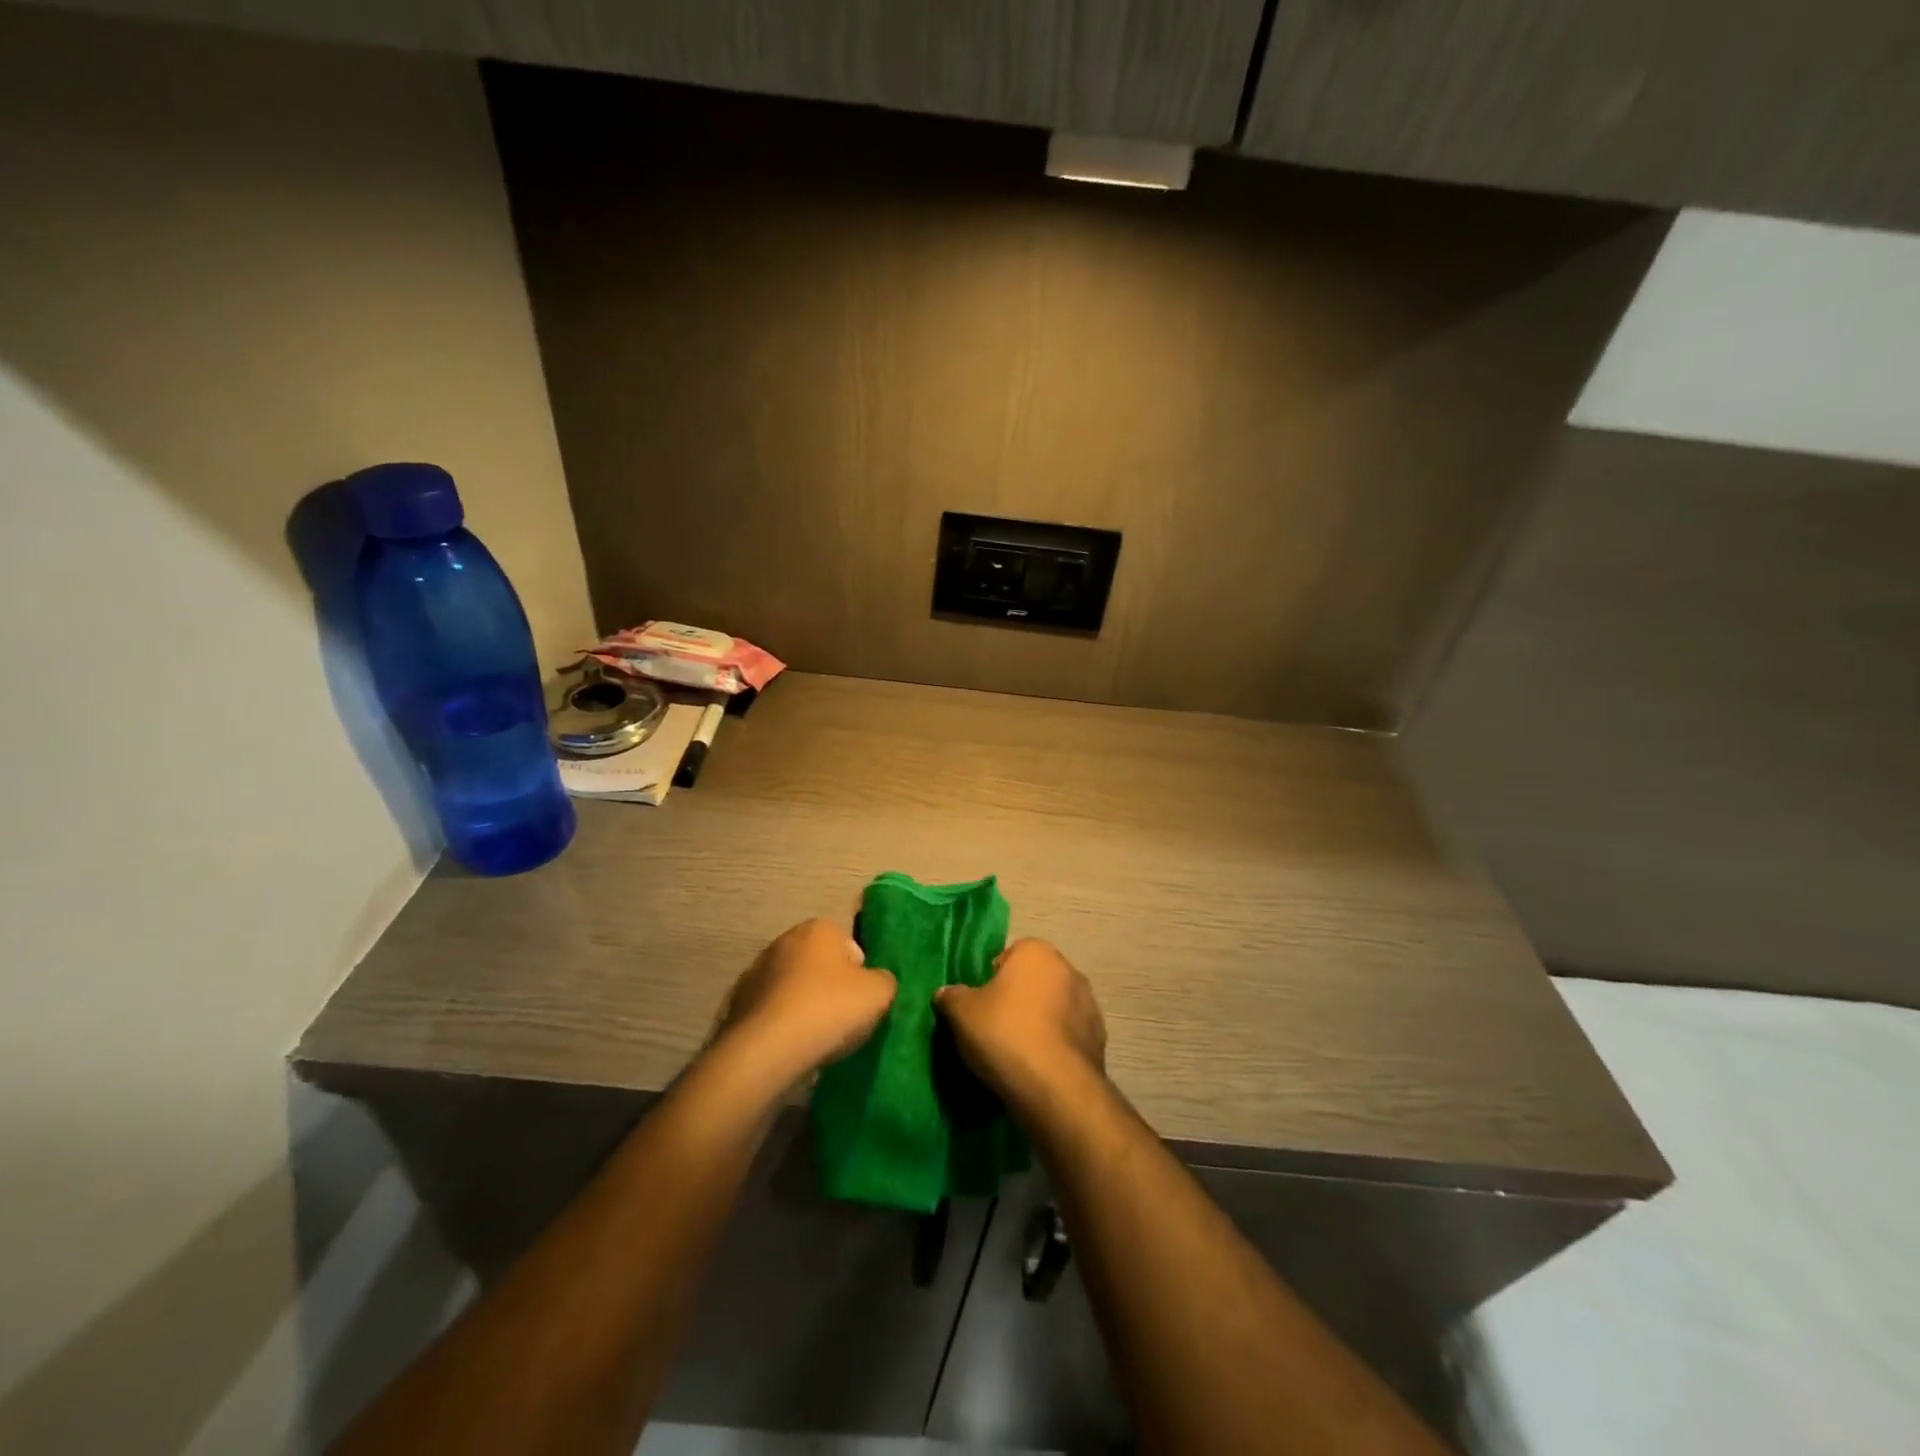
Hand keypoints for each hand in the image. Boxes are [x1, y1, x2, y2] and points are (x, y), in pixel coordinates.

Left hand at [714, 918, 896, 1087]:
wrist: (767, 1050)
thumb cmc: (829, 1009)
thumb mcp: (879, 993)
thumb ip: (884, 980)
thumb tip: (876, 982)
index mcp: (818, 929)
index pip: (848, 945)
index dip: (859, 973)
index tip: (861, 1000)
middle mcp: (784, 941)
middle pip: (818, 964)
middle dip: (829, 986)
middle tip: (842, 1019)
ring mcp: (756, 972)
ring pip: (792, 987)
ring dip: (802, 1005)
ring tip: (815, 1039)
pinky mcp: (737, 1004)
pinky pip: (770, 1011)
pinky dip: (780, 1024)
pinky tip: (790, 1047)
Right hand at [936, 938, 1105, 1106]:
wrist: (1055, 1087)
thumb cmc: (1005, 1034)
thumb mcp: (961, 1013)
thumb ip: (951, 996)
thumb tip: (946, 993)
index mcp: (1037, 952)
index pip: (1008, 957)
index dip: (991, 981)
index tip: (980, 1007)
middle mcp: (1068, 970)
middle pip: (1032, 982)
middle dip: (1017, 1000)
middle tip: (994, 1029)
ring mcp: (1089, 1005)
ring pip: (1052, 1009)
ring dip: (1039, 1023)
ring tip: (1016, 1054)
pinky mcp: (1099, 1040)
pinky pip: (1067, 1037)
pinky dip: (1054, 1047)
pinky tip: (1038, 1069)